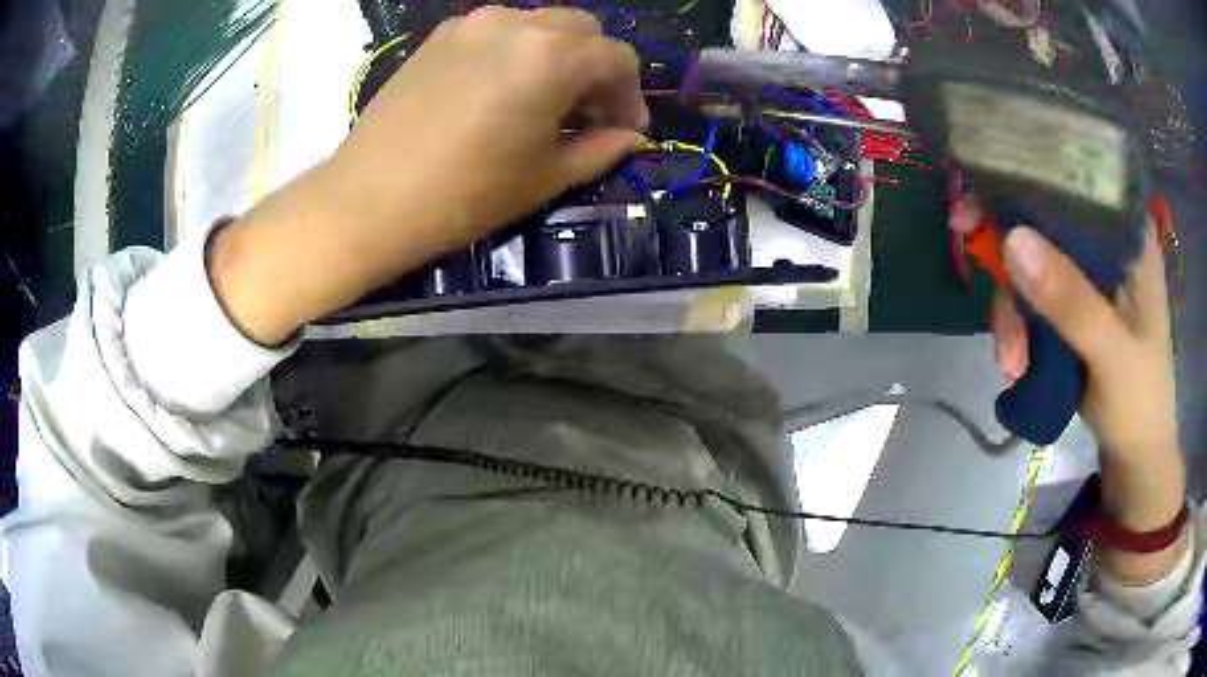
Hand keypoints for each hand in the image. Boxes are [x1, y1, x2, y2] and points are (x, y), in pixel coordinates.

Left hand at [208, 7, 647, 344]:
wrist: (368, 199)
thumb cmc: (464, 195)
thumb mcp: (545, 177)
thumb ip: (600, 149)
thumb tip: (630, 136)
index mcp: (553, 57)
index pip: (618, 58)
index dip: (630, 95)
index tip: (623, 130)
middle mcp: (518, 24)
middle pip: (582, 30)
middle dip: (597, 68)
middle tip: (588, 113)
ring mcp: (474, 23)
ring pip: (540, 25)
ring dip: (558, 56)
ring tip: (545, 101)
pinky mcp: (441, 35)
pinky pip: (499, 31)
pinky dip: (517, 52)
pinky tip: (502, 90)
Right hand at [953, 199, 1186, 583]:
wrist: (1135, 456)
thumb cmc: (1141, 403)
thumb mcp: (1112, 355)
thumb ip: (1073, 303)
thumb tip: (1011, 239)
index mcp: (1128, 234)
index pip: (1075, 179)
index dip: (1026, 180)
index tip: (980, 205)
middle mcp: (1105, 242)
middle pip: (1043, 221)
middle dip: (1010, 262)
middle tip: (986, 289)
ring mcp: (1086, 275)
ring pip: (1030, 263)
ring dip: (1011, 311)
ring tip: (1011, 363)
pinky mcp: (1070, 306)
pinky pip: (1029, 298)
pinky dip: (1016, 329)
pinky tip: (1015, 364)